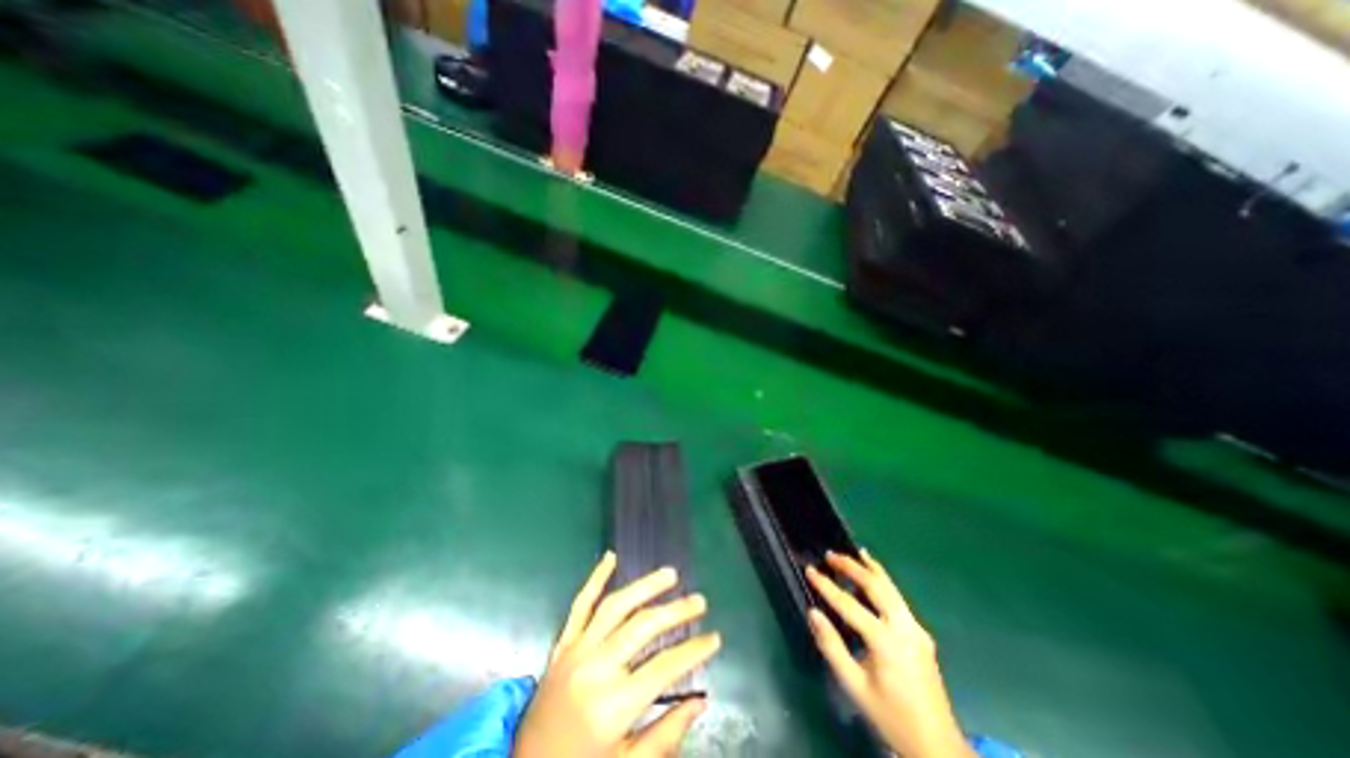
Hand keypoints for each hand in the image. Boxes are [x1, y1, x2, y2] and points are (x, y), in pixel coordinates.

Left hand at [516, 552, 722, 756]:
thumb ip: (665, 737)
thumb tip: (700, 701)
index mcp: (613, 707)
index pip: (664, 668)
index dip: (693, 651)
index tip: (714, 638)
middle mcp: (595, 669)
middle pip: (643, 627)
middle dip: (676, 612)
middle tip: (700, 601)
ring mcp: (576, 650)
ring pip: (616, 606)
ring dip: (645, 586)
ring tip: (670, 574)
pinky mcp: (562, 643)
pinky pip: (580, 604)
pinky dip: (595, 578)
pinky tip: (610, 557)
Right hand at [798, 550, 971, 756]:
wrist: (937, 745)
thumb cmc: (890, 716)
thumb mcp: (854, 686)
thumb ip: (831, 646)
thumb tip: (813, 612)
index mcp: (885, 642)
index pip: (849, 605)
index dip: (826, 586)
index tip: (809, 570)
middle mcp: (904, 628)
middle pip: (876, 586)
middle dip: (851, 566)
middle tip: (830, 555)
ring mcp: (916, 629)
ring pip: (891, 588)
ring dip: (870, 568)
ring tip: (853, 553)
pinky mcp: (921, 633)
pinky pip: (898, 599)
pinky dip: (883, 582)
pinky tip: (874, 575)